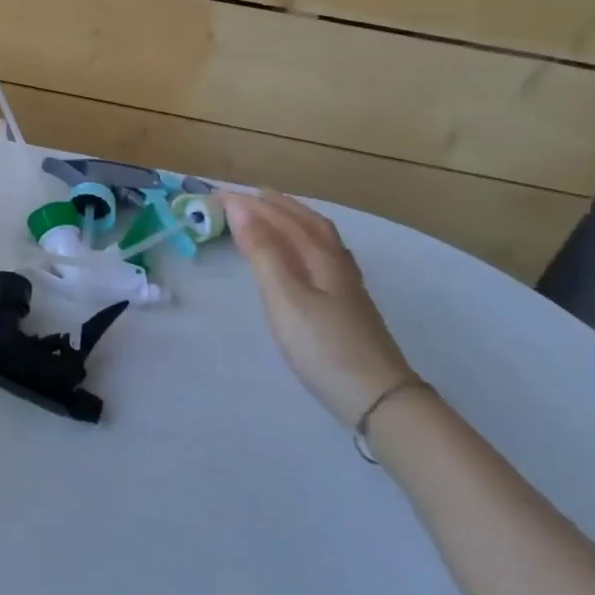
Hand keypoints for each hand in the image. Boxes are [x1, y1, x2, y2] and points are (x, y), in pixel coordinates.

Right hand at [221, 189, 412, 428]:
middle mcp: (337, 263)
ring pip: (318, 239)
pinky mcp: (347, 306)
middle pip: (307, 223)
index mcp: (321, 257)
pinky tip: (299, 258)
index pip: (282, 218)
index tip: (217, 194)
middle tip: (245, 197)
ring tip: (269, 217)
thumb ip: (261, 251)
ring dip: (292, 221)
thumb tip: (239, 207)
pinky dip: (303, 243)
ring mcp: (346, 286)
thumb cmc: (322, 345)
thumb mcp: (284, 296)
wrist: (377, 399)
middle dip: (275, 205)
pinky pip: (321, 257)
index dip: (250, 204)